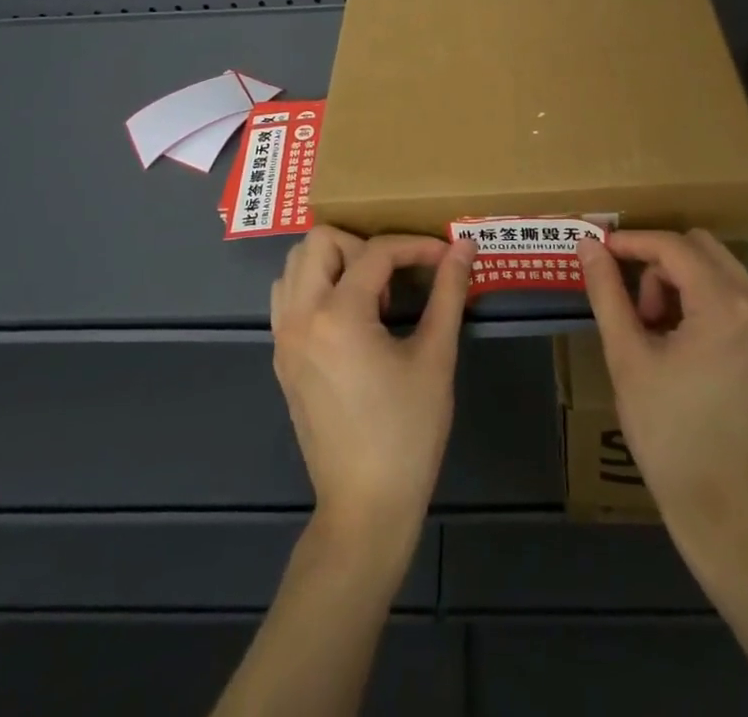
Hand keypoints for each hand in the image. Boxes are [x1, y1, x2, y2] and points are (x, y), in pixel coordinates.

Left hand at [271, 228, 475, 543]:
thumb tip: (464, 246)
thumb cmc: (407, 432)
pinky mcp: (282, 357)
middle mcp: (301, 317)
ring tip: (371, 293)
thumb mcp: (436, 357)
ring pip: (296, 264)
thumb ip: (448, 293)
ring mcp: (284, 338)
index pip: (376, 252)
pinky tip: (349, 314)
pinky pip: (287, 296)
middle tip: (396, 276)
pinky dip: (315, 285)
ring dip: (334, 262)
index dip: (416, 246)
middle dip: (363, 245)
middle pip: (321, 240)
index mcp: (339, 316)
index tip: (445, 256)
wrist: (365, 506)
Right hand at [577, 230, 747, 551]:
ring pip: (719, 270)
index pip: (674, 247)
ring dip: (682, 283)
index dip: (633, 242)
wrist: (727, 510)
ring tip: (658, 333)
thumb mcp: (627, 358)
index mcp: (727, 308)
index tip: (601, 251)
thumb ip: (607, 292)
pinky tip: (686, 344)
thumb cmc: (669, 434)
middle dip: (659, 264)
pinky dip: (705, 302)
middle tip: (638, 312)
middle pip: (701, 249)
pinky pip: (737, 297)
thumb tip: (587, 244)